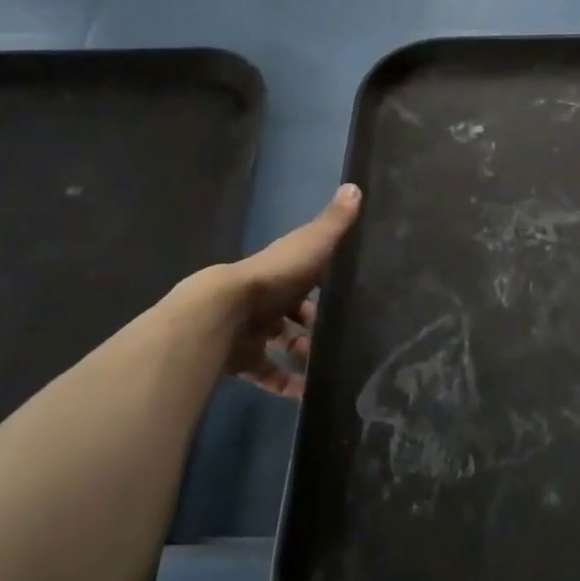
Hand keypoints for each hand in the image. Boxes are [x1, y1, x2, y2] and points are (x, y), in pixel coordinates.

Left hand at [177, 184, 361, 396]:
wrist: (224, 313)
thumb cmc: (275, 276)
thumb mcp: (312, 244)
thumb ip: (334, 222)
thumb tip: (355, 185)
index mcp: (283, 271)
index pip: (306, 276)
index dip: (324, 287)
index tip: (347, 299)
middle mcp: (266, 298)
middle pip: (292, 313)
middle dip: (313, 326)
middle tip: (340, 340)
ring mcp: (252, 330)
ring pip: (281, 343)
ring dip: (302, 355)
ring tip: (327, 369)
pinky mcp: (242, 359)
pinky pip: (266, 373)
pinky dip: (284, 383)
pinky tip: (306, 395)